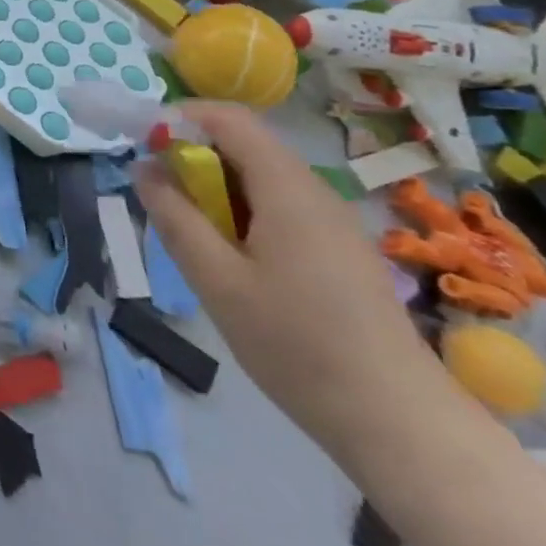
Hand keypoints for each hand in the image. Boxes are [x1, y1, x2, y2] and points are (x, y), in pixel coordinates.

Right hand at [135, 103, 454, 460]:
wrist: (402, 426)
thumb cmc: (297, 346)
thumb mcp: (216, 280)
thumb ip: (174, 216)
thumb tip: (143, 168)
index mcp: (287, 189)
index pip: (228, 119)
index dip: (180, 119)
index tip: (144, 148)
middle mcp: (314, 193)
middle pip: (243, 146)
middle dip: (192, 159)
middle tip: (160, 199)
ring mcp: (333, 223)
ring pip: (259, 179)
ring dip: (214, 189)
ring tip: (191, 236)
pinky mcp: (340, 252)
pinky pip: (280, 207)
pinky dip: (242, 213)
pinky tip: (232, 261)